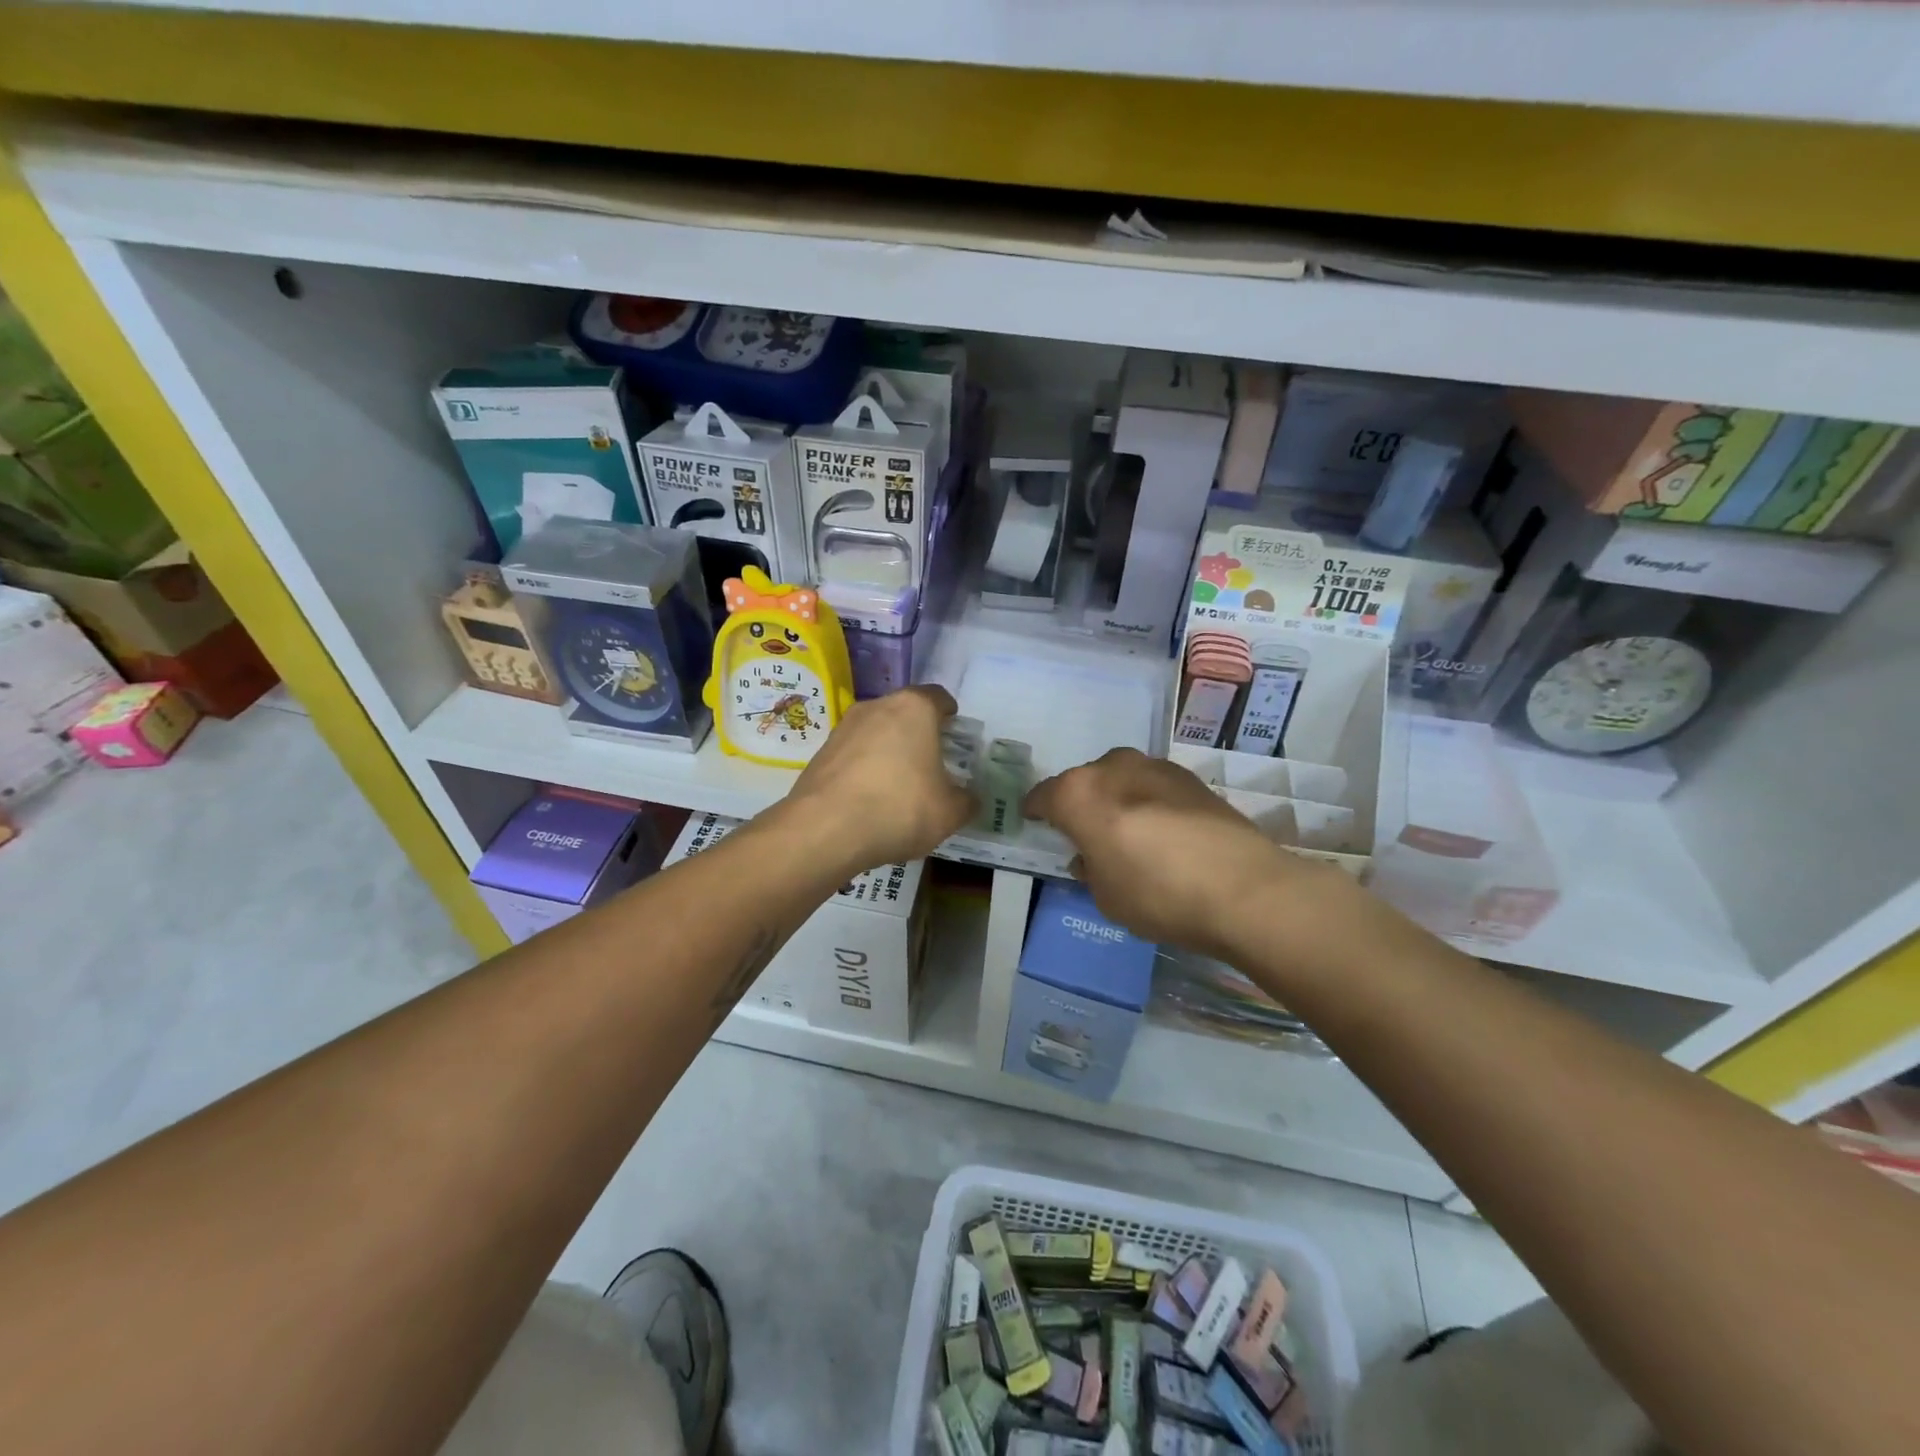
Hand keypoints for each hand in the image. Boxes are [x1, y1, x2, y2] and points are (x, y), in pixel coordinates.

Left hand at [784, 685, 975, 870]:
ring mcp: (843, 728)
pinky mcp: (820, 753)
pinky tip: (870, 800)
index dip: (950, 714)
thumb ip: (966, 801)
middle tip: (932, 761)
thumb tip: (969, 799)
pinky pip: (853, 755)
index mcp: (914, 708)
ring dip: (888, 751)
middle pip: (904, 712)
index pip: (938, 697)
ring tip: (899, 785)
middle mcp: (876, 707)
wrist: (825, 830)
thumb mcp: (949, 812)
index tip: (955, 732)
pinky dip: (864, 769)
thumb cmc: (900, 808)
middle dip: (918, 733)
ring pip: (876, 732)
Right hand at [1024, 748, 1346, 958]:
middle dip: (1080, 803)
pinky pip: (1152, 786)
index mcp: (1079, 793)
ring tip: (1127, 832)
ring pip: (1120, 779)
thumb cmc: (1157, 895)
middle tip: (1086, 833)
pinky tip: (1162, 831)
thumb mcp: (1106, 896)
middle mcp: (1112, 768)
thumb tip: (1090, 857)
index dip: (1036, 811)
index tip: (1035, 822)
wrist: (1244, 889)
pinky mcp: (1190, 778)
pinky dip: (1148, 802)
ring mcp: (1155, 767)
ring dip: (1117, 800)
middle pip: (1084, 782)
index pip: (1043, 796)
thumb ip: (1090, 869)